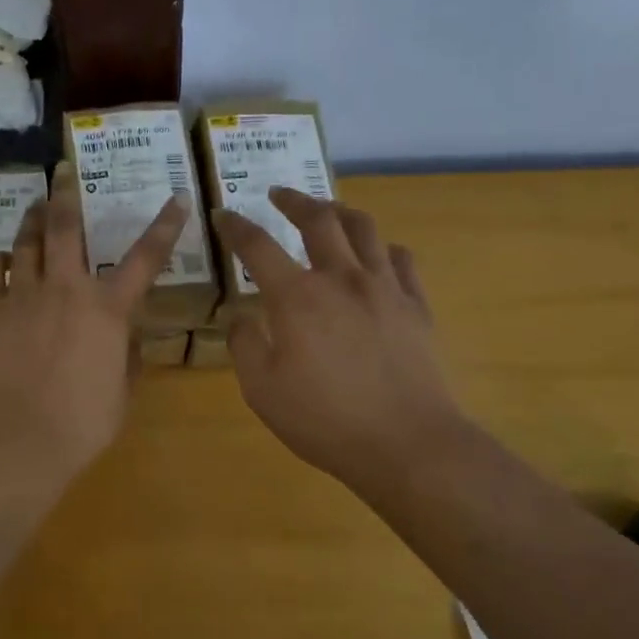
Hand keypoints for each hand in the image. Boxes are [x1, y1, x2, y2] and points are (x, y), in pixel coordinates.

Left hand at [0, 163, 189, 485]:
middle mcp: (66, 289)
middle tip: (63, 170)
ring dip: (34, 219)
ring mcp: (22, 294)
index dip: (165, 226)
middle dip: (68, 193)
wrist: (16, 439)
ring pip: (27, 241)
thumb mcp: (121, 392)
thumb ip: (126, 357)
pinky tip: (2, 260)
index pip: (146, 258)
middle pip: (68, 227)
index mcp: (108, 310)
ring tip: (36, 206)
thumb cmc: (81, 424)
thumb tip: (125, 337)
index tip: (176, 198)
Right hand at [213, 189, 467, 495]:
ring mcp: (385, 288)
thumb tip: (239, 316)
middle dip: (293, 200)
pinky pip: (401, 259)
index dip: (236, 226)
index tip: (222, 214)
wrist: (406, 443)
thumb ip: (244, 345)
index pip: (258, 246)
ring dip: (340, 211)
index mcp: (298, 297)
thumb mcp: (262, 390)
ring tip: (328, 211)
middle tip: (278, 195)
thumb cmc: (324, 420)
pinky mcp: (416, 306)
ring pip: (364, 228)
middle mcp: (342, 278)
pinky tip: (377, 255)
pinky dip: (383, 247)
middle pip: (318, 219)